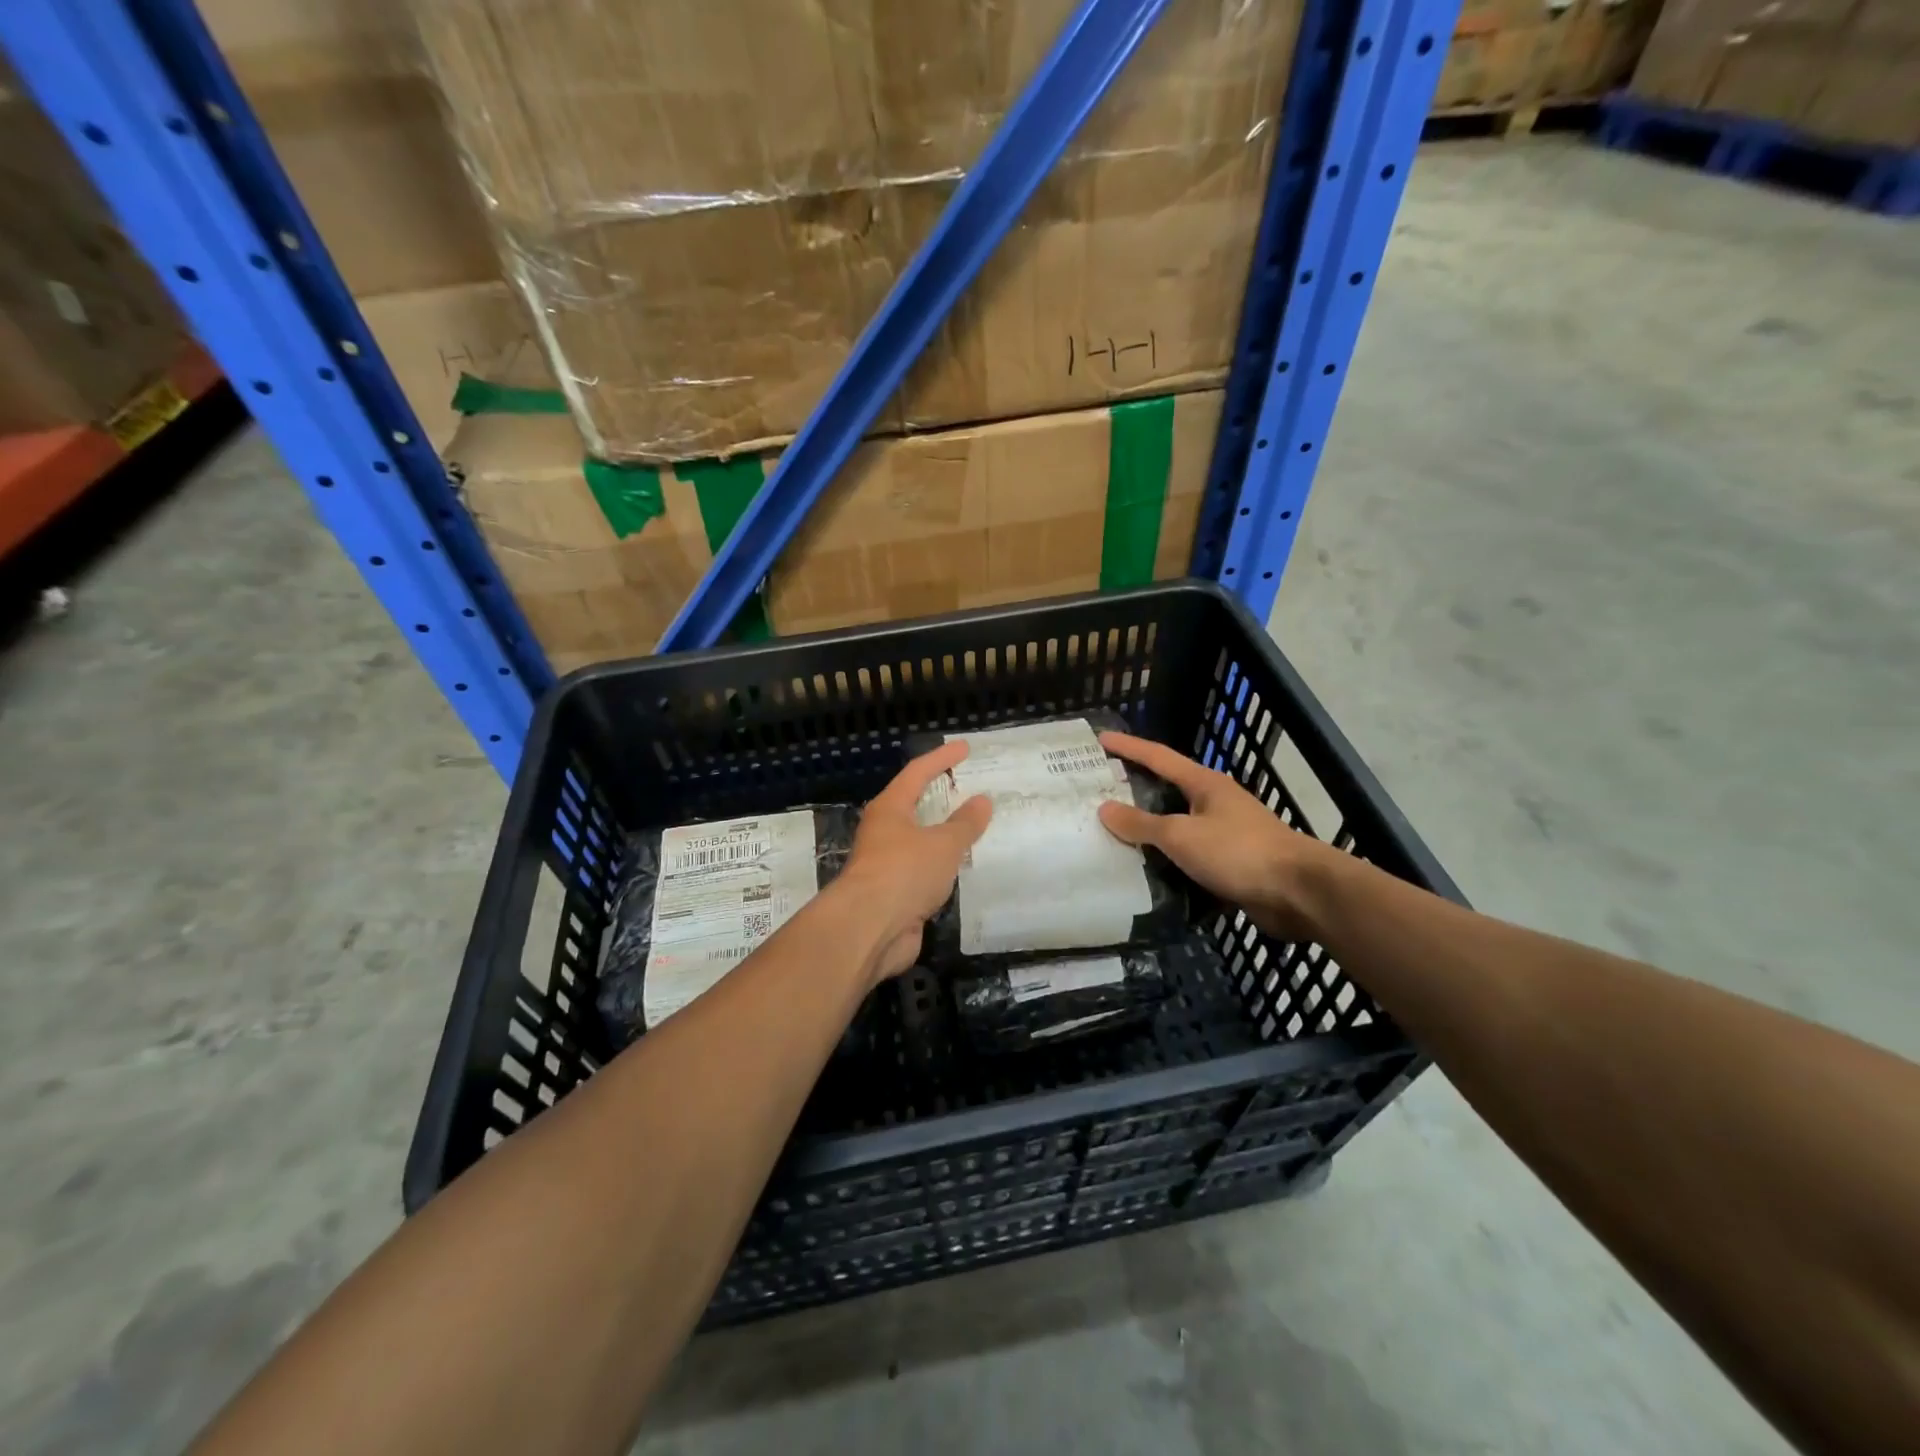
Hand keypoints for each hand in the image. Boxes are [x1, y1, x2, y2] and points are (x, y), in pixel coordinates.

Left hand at [835, 742, 991, 980]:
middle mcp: (883, 833)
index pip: (917, 773)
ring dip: (942, 835)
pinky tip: (961, 870)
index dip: (942, 758)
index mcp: (889, 809)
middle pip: (913, 806)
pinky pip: (924, 872)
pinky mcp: (894, 895)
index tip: (965, 747)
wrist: (869, 929)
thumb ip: (965, 823)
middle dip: (939, 796)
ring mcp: (886, 865)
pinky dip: (942, 868)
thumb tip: (982, 800)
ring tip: (973, 829)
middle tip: (968, 787)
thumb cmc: (904, 872)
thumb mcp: (943, 844)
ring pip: (919, 842)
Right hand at [1096, 731, 1338, 940]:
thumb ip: (1141, 823)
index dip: (1128, 747)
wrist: (1298, 892)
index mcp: (1205, 784)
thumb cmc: (1238, 851)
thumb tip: (1104, 808)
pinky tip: (1145, 869)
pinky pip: (1188, 855)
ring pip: (1177, 825)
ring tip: (1113, 832)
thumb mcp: (1181, 835)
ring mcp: (1225, 833)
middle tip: (1099, 790)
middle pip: (1167, 789)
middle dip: (1135, 787)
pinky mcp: (1231, 863)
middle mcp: (1215, 802)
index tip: (1101, 738)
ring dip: (1149, 828)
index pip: (1158, 757)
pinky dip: (1166, 858)